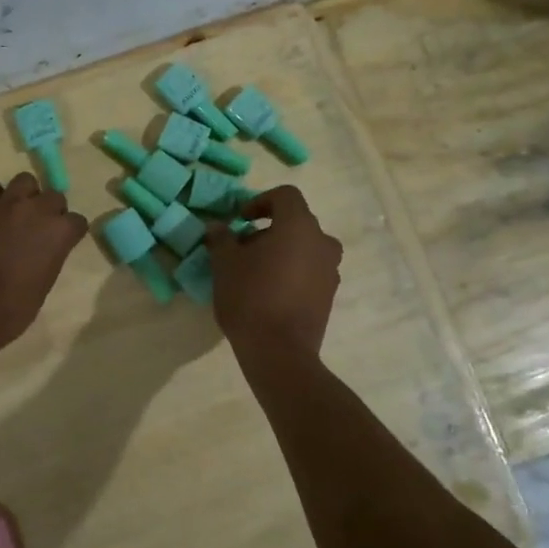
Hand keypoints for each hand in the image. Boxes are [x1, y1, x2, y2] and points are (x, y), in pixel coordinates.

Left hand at [0, 173, 88, 359]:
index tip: (62, 242)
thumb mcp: (43, 285)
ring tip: (15, 213)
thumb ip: (49, 257)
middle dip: (49, 210)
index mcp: (58, 234)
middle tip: (37, 228)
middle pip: (53, 196)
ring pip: (24, 181)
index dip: (69, 232)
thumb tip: (43, 250)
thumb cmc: (11, 310)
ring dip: (24, 195)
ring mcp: (4, 205)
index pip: (76, 221)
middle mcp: (35, 211)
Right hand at [205, 184, 342, 357]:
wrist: (280, 351)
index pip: (285, 196)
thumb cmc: (250, 297)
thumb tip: (217, 227)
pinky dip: (292, 271)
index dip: (261, 201)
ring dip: (281, 251)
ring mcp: (330, 270)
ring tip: (254, 271)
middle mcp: (322, 242)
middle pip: (296, 222)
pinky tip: (269, 291)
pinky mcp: (330, 295)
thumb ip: (221, 239)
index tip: (241, 219)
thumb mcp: (225, 264)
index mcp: (299, 226)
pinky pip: (310, 270)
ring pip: (304, 247)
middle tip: (242, 247)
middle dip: (268, 229)